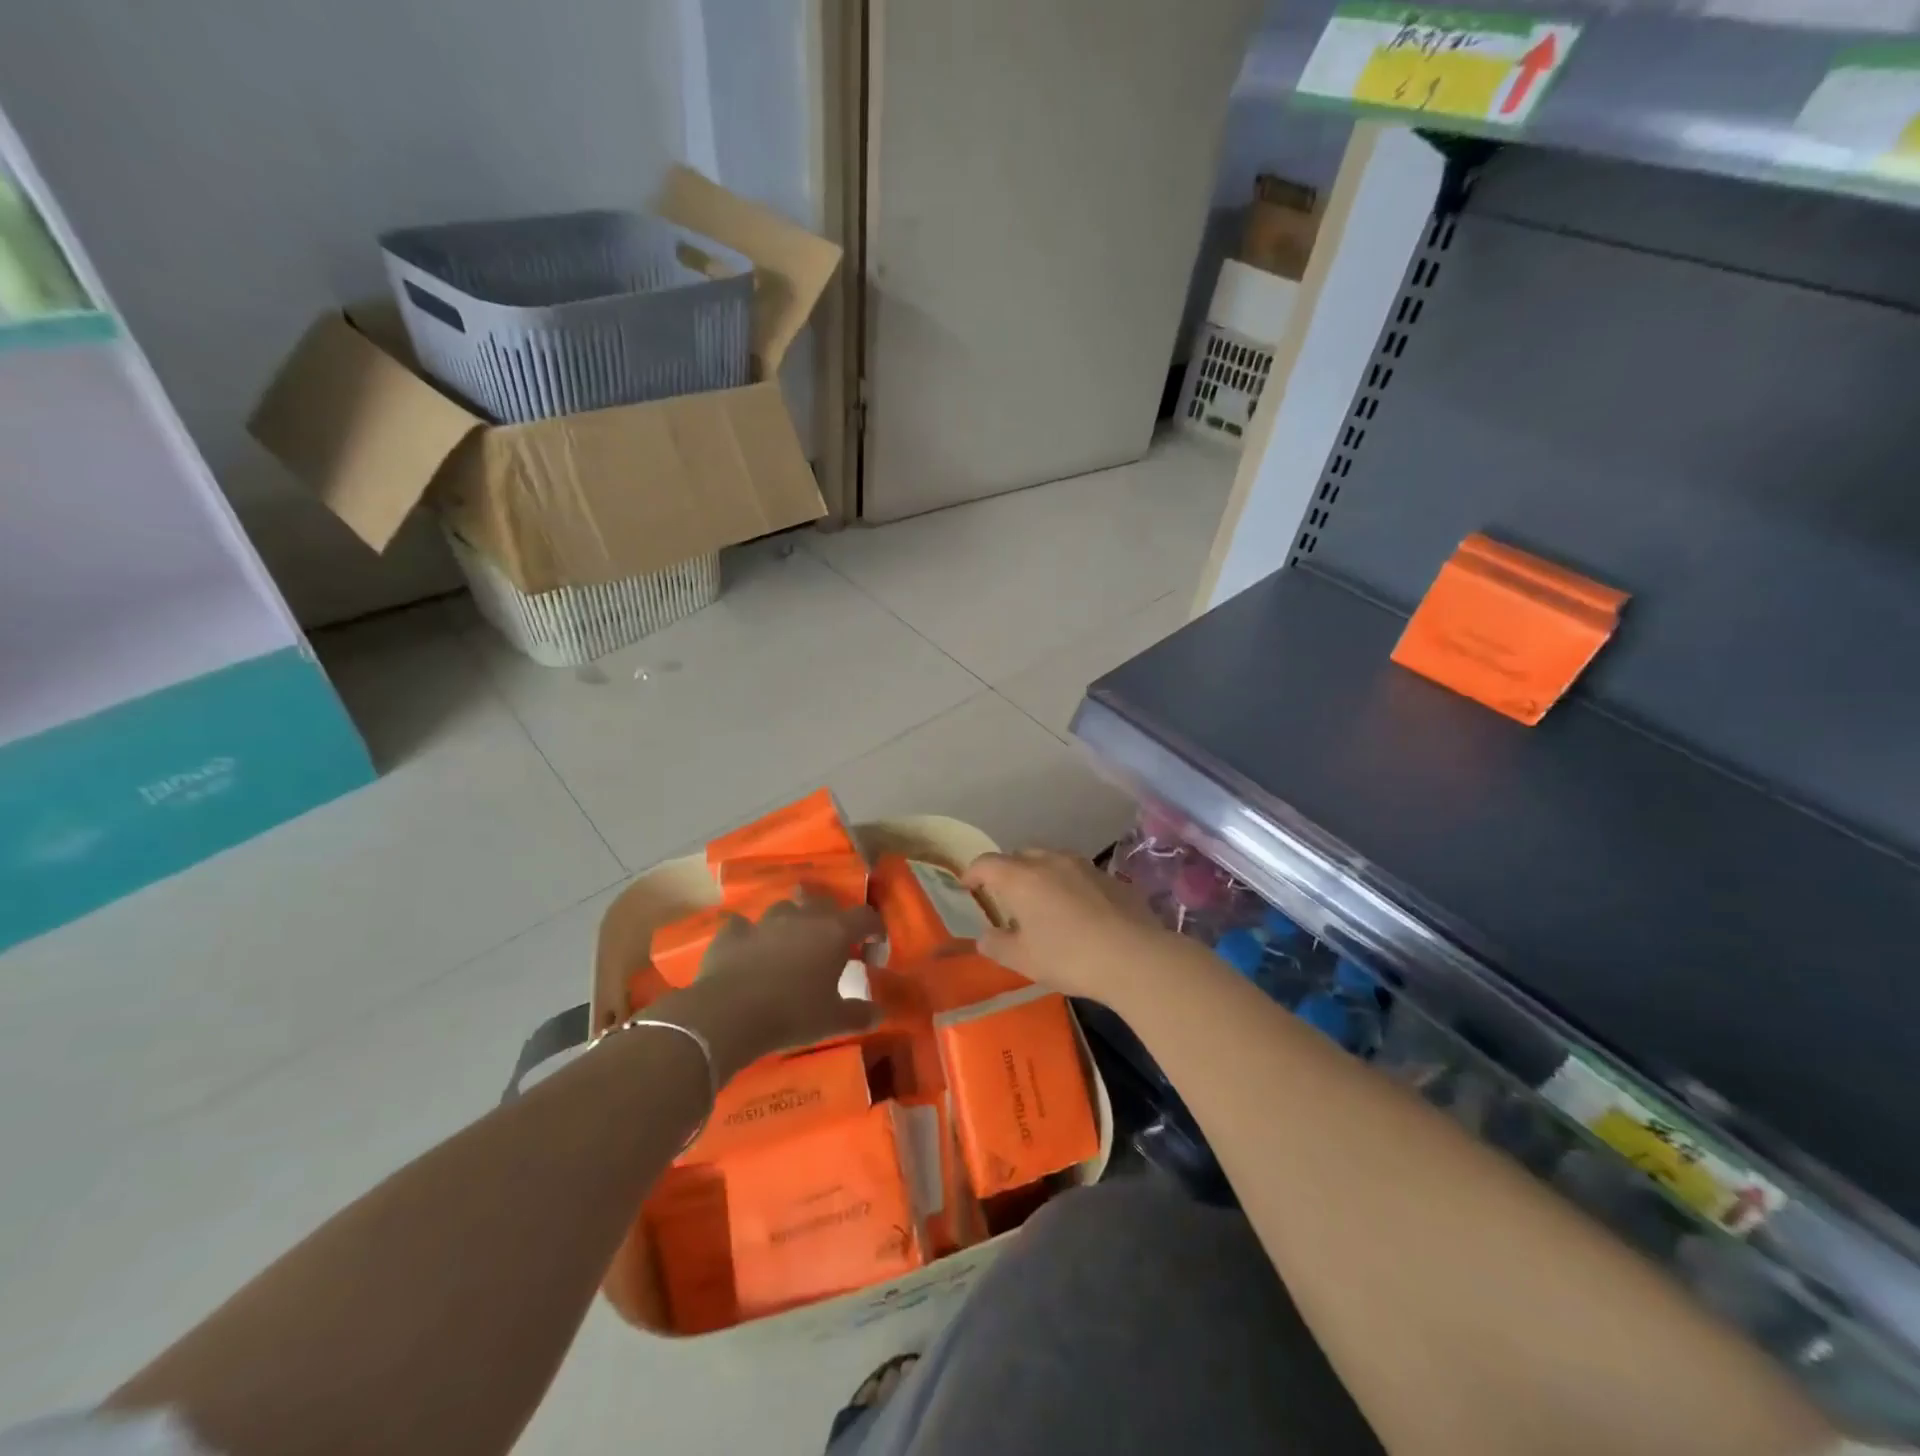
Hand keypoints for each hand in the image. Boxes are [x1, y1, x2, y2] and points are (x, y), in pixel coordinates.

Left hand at [671, 893, 882, 1077]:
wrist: (730, 1014)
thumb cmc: (792, 1014)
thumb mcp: (833, 1021)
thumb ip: (859, 1014)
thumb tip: (878, 1013)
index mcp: (834, 933)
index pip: (866, 917)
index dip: (875, 930)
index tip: (874, 951)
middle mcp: (802, 918)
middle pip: (823, 901)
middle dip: (831, 916)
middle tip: (832, 942)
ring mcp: (765, 922)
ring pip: (784, 908)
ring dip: (791, 922)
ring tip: (791, 944)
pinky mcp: (733, 933)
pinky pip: (744, 926)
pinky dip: (749, 935)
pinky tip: (749, 950)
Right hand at [963, 849, 1169, 1005]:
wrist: (1134, 957)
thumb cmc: (1069, 957)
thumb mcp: (1023, 960)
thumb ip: (997, 945)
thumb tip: (985, 937)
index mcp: (1022, 877)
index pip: (987, 863)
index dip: (973, 872)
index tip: (968, 886)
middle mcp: (1050, 861)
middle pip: (1020, 855)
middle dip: (1008, 870)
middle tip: (1006, 896)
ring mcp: (1084, 865)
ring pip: (1052, 859)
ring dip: (1040, 874)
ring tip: (1042, 901)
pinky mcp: (1111, 877)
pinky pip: (1079, 873)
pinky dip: (1069, 884)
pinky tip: (1077, 911)